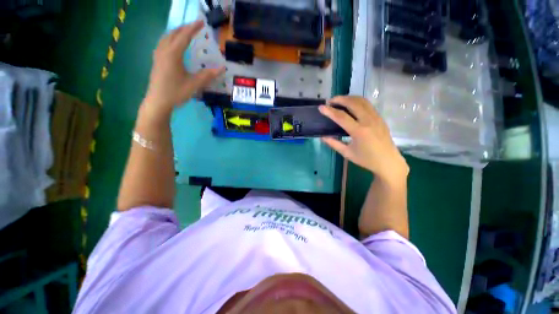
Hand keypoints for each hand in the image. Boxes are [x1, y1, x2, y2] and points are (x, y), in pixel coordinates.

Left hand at [144, 20, 224, 115]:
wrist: (158, 102)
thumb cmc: (176, 92)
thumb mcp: (194, 84)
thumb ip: (208, 75)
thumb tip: (222, 68)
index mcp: (173, 54)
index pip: (184, 36)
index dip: (194, 28)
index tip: (202, 22)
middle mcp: (164, 50)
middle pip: (174, 33)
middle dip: (185, 28)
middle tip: (195, 27)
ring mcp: (158, 55)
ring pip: (166, 37)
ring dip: (177, 32)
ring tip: (186, 33)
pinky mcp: (156, 60)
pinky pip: (163, 43)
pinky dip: (171, 39)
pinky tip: (174, 44)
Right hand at [319, 96, 408, 181]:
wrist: (388, 161)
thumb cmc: (366, 159)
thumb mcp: (347, 153)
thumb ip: (334, 143)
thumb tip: (322, 137)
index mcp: (359, 131)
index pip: (341, 117)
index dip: (329, 111)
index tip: (321, 107)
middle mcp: (368, 121)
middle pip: (353, 103)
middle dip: (340, 99)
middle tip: (330, 101)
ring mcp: (376, 117)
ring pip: (362, 101)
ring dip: (349, 98)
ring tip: (339, 100)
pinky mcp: (380, 117)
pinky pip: (367, 104)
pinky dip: (357, 101)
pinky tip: (351, 105)